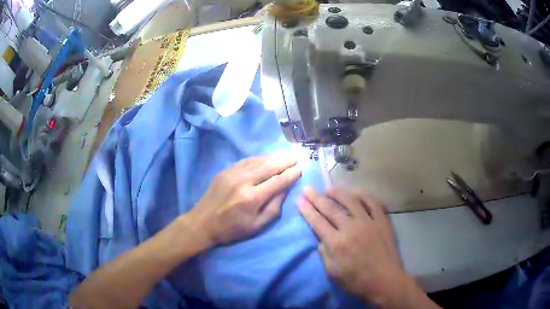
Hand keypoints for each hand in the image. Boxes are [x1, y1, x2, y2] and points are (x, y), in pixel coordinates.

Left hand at [189, 154, 301, 246]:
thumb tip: (285, 189)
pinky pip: (246, 161)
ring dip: (274, 157)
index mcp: (252, 198)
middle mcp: (243, 181)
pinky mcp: (225, 171)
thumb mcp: (256, 226)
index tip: (301, 168)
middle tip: (296, 156)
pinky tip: (267, 157)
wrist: (202, 223)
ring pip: (258, 161)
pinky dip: (259, 158)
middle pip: (269, 167)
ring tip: (286, 154)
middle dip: (285, 161)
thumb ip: (273, 208)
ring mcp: (233, 173)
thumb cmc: (232, 229)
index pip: (278, 181)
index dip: (291, 174)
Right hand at [298, 187, 436, 307]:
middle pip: (330, 208)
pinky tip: (357, 193)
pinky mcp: (382, 221)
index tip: (299, 200)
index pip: (317, 222)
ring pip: (351, 201)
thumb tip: (321, 239)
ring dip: (338, 193)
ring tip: (329, 189)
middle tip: (308, 189)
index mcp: (336, 243)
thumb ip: (324, 254)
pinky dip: (364, 195)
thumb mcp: (332, 273)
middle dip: (316, 198)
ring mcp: (368, 222)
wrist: (384, 280)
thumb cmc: (356, 281)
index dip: (307, 210)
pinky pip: (373, 203)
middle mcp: (351, 228)